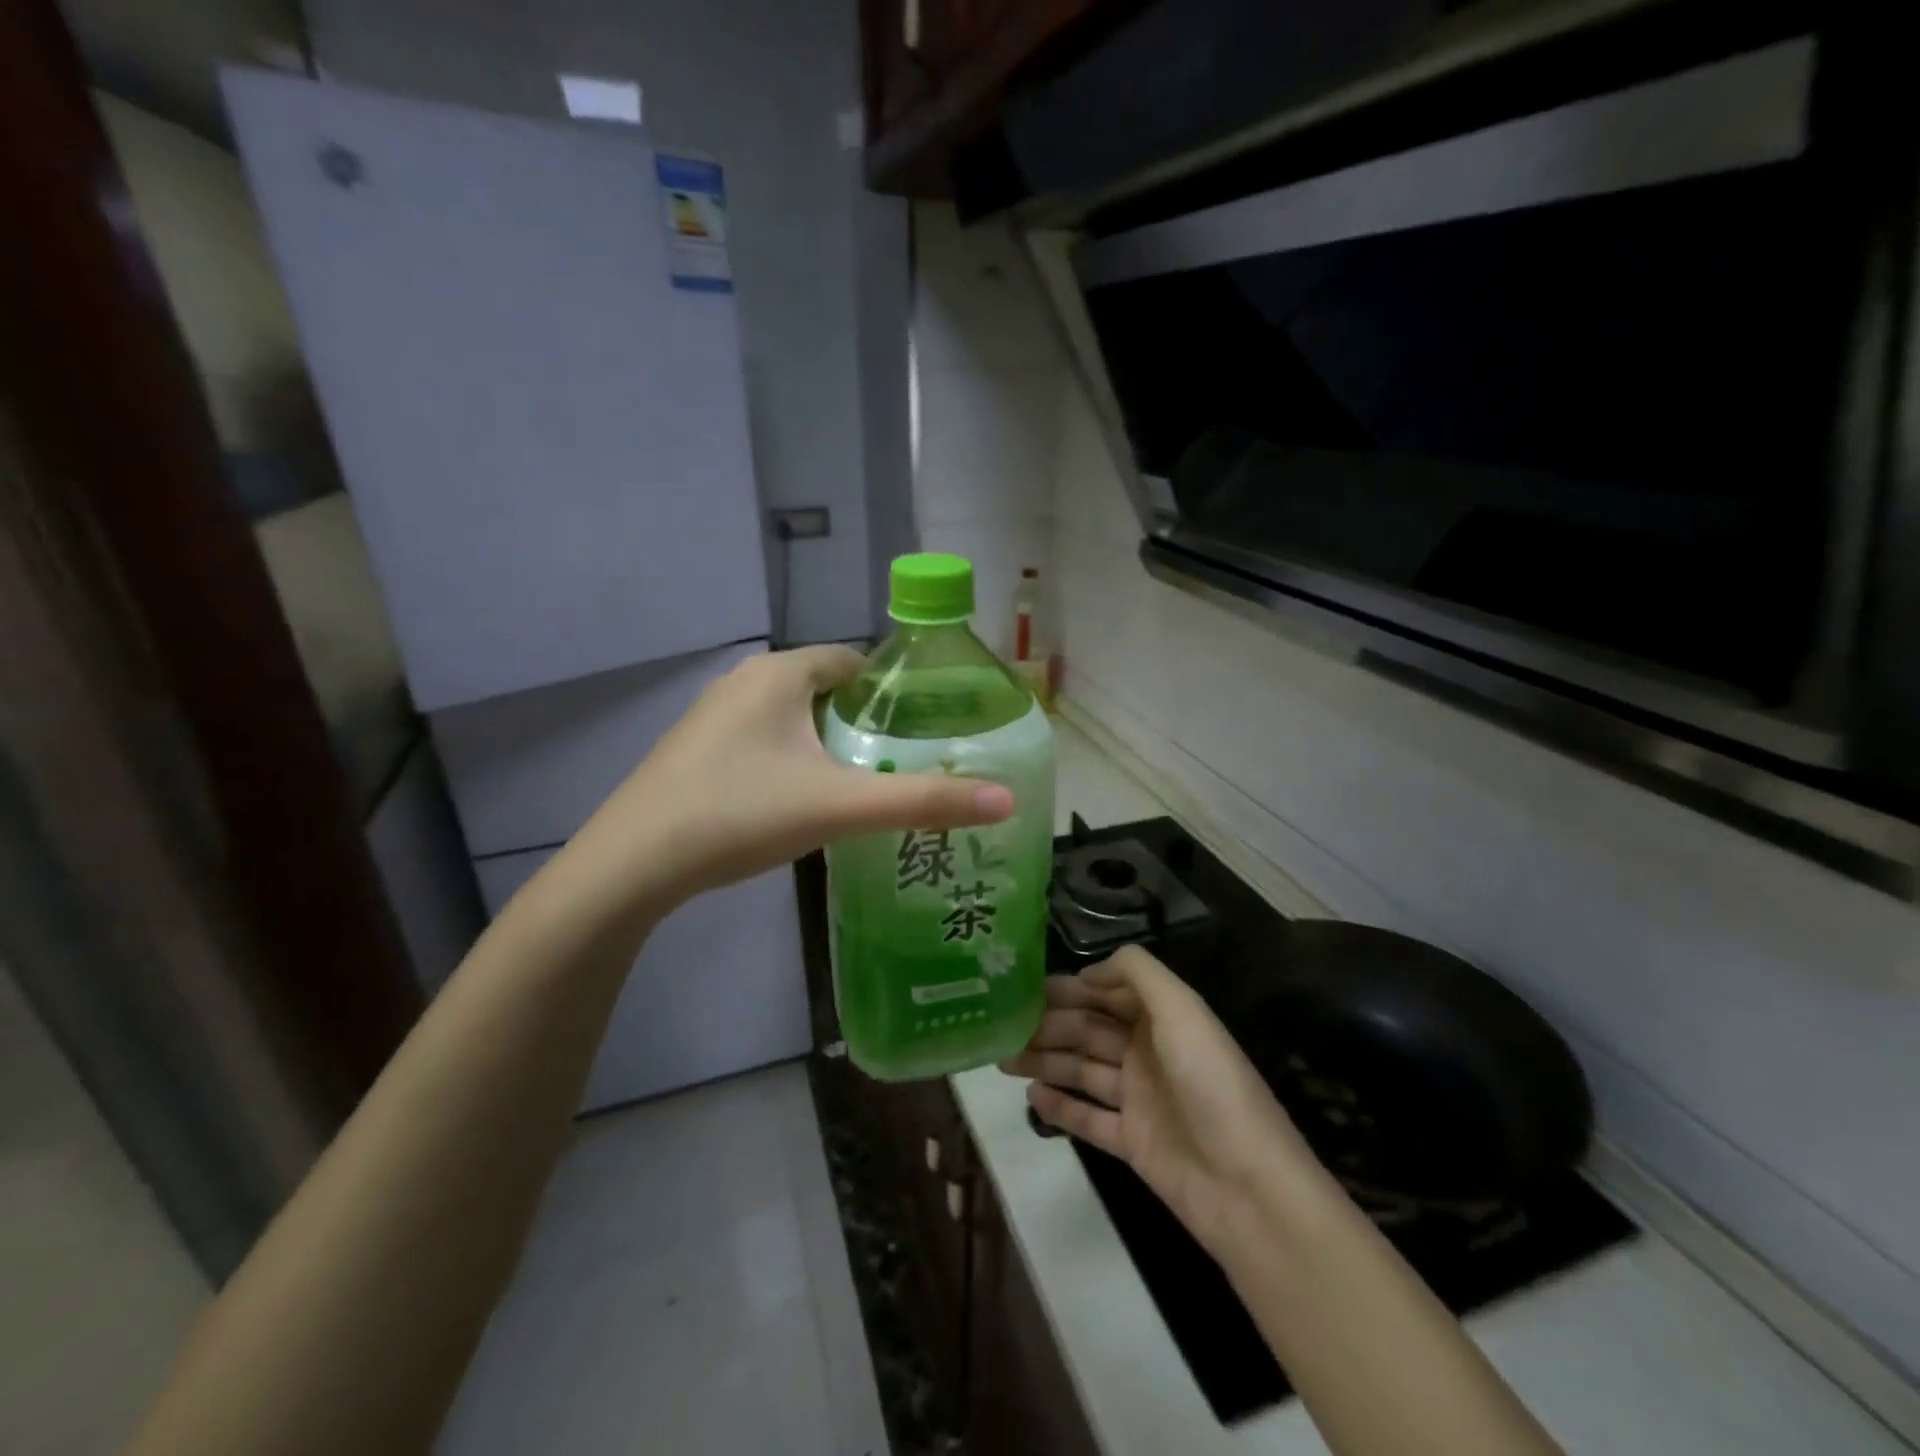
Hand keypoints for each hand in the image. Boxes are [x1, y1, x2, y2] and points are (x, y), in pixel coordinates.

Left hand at [539, 645, 1015, 929]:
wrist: (633, 865)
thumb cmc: (742, 814)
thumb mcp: (842, 806)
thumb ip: (925, 802)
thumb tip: (1007, 801)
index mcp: (779, 674)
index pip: (852, 659)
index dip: (892, 690)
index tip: (926, 727)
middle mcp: (743, 681)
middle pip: (824, 690)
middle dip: (863, 721)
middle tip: (902, 763)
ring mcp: (712, 717)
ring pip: (790, 719)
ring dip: (827, 744)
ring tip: (862, 786)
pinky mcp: (694, 752)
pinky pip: (761, 742)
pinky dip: (790, 760)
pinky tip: (800, 803)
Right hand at [1002, 945, 1322, 1257]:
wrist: (1248, 1187)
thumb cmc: (1211, 1084)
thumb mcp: (1182, 1009)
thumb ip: (1138, 973)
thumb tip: (1089, 971)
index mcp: (1164, 1019)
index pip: (1108, 994)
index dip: (1071, 989)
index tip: (1026, 986)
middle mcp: (1149, 1053)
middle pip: (1090, 1031)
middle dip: (1049, 1025)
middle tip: (1004, 1025)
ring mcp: (1140, 1099)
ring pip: (1082, 1071)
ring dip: (1045, 1062)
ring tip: (1003, 1058)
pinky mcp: (1132, 1143)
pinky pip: (1088, 1118)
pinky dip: (1060, 1107)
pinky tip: (1030, 1097)